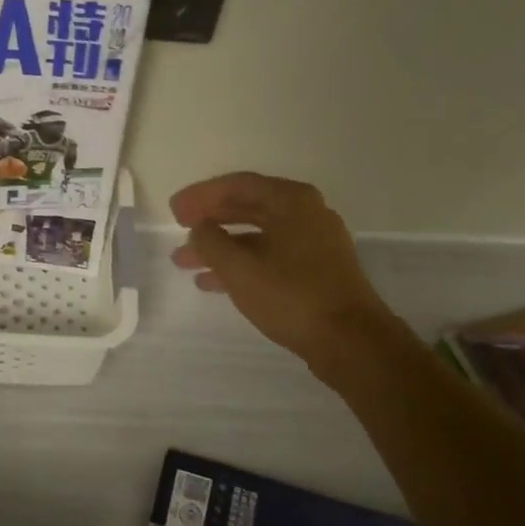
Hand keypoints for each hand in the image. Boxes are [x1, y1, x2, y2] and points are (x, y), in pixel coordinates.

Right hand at [169, 173, 386, 369]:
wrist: (350, 341)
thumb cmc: (291, 295)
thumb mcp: (238, 267)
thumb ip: (210, 241)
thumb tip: (200, 228)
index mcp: (291, 201)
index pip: (237, 185)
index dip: (201, 196)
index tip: (174, 210)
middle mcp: (307, 213)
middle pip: (248, 207)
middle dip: (210, 220)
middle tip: (179, 229)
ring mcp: (315, 243)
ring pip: (257, 236)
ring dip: (221, 246)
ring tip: (185, 261)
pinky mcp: (317, 271)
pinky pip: (270, 256)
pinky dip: (241, 263)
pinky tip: (214, 282)